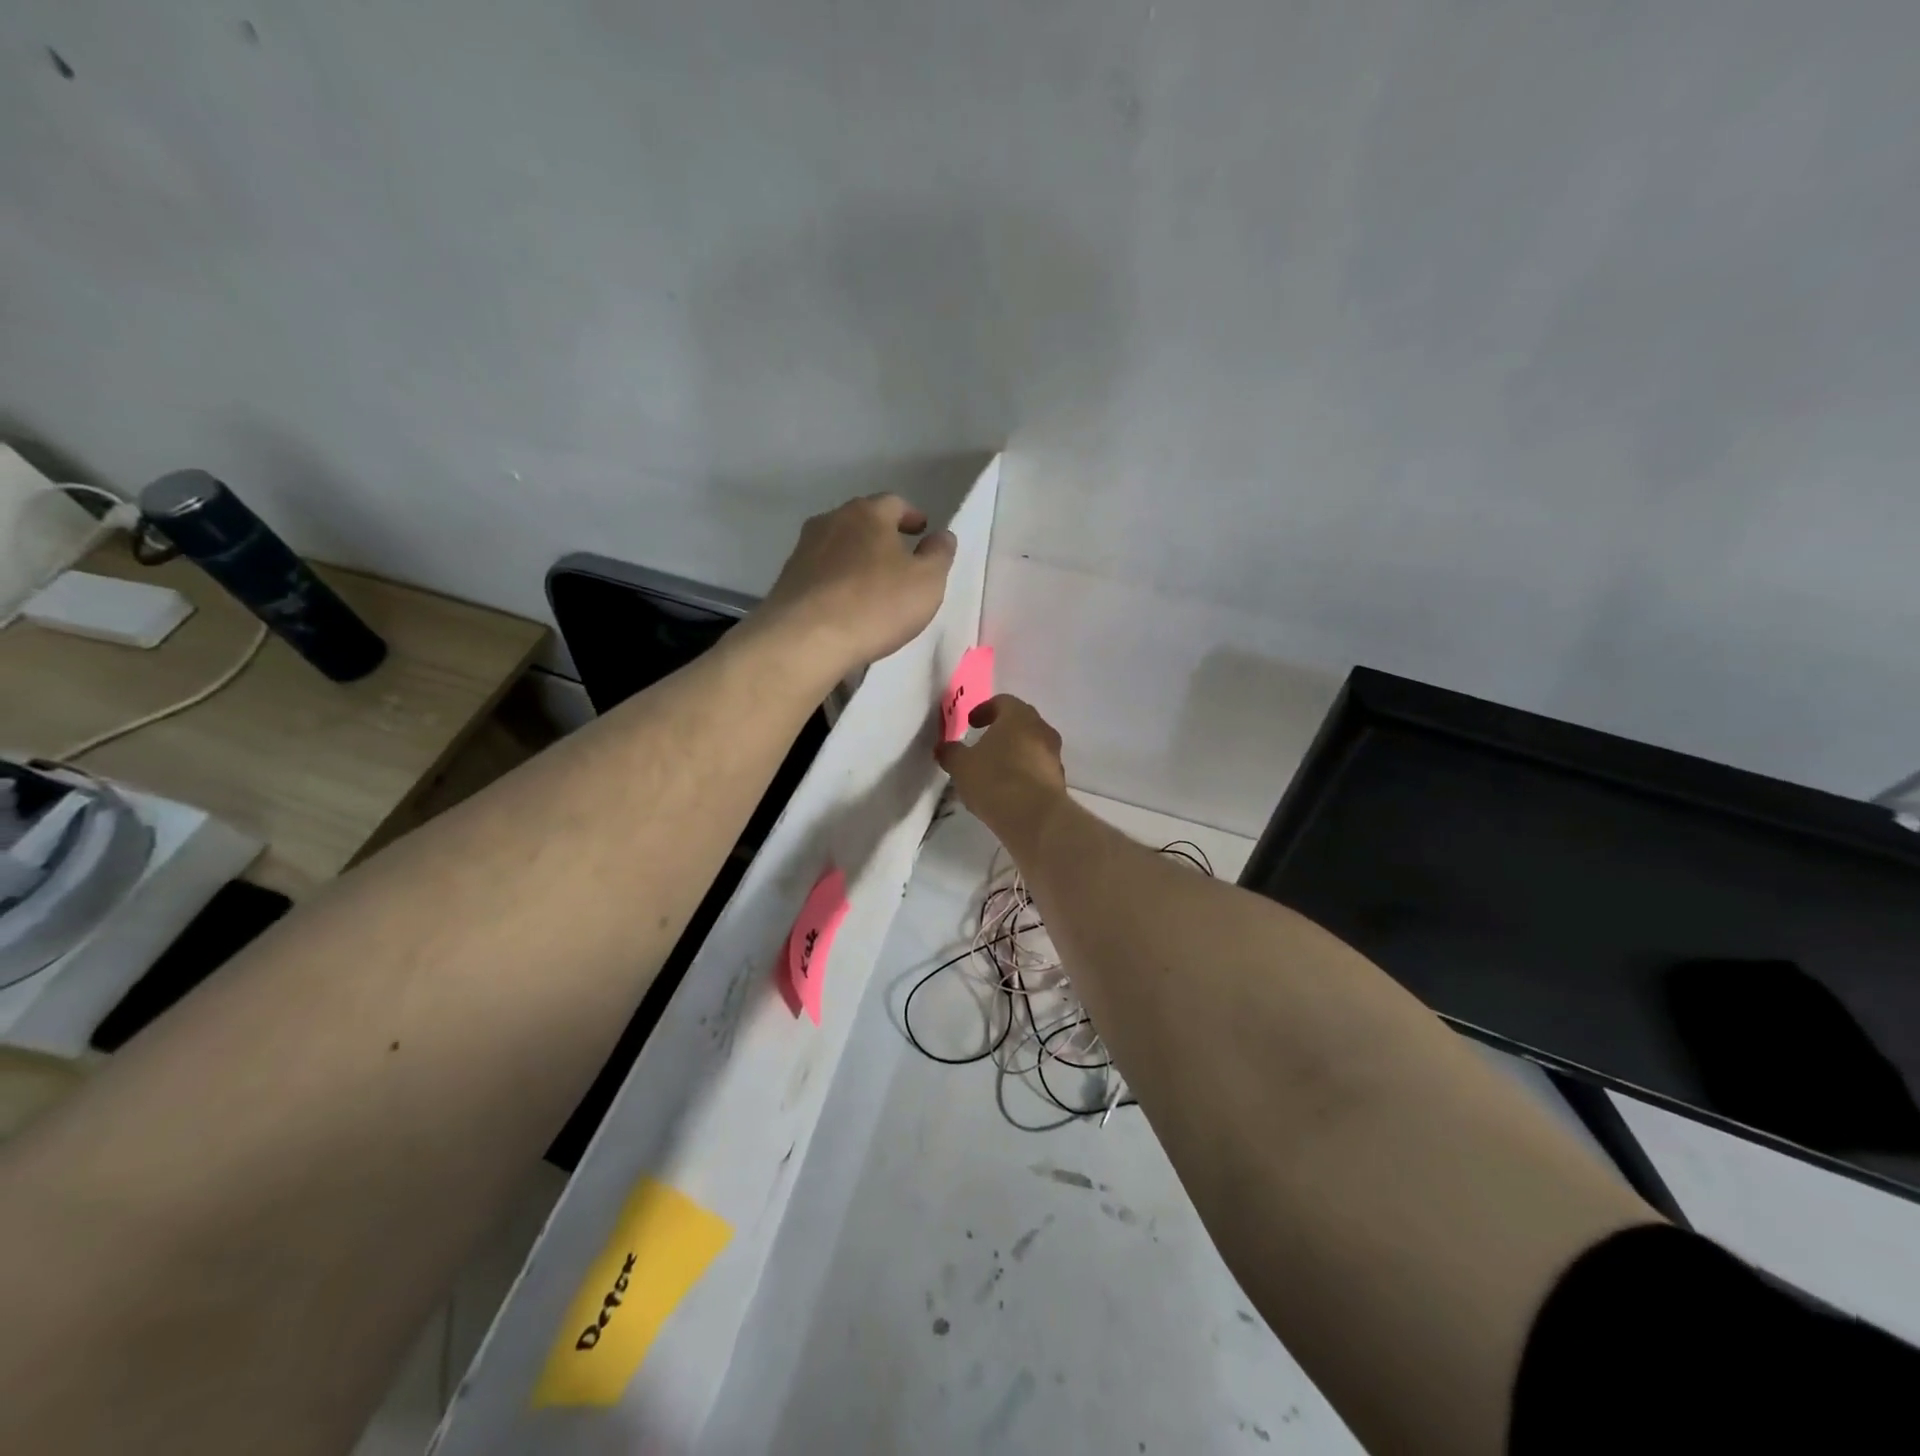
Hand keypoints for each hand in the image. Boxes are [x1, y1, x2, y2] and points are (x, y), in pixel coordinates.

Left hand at [756, 494, 956, 673]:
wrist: (806, 639)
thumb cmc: (876, 605)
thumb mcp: (927, 582)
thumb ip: (939, 555)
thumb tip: (941, 536)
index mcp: (868, 513)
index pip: (895, 502)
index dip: (911, 516)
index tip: (922, 530)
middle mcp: (831, 521)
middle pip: (862, 521)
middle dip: (881, 535)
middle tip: (899, 556)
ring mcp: (803, 549)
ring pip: (838, 545)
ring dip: (856, 558)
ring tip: (871, 583)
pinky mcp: (787, 579)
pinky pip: (820, 572)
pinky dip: (836, 580)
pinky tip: (844, 603)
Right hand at [934, 695, 1069, 848]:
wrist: (1035, 817)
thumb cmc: (995, 779)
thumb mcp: (961, 765)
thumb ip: (951, 752)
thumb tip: (944, 747)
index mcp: (1018, 716)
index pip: (1003, 701)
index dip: (985, 710)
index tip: (971, 724)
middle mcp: (1041, 730)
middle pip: (1021, 723)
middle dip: (1002, 731)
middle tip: (983, 744)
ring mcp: (1054, 756)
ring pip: (1032, 746)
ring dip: (1014, 753)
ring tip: (994, 770)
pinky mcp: (1059, 781)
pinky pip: (1038, 769)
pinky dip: (1024, 773)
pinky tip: (1008, 790)